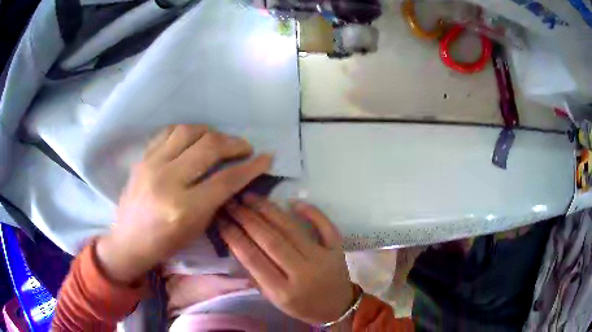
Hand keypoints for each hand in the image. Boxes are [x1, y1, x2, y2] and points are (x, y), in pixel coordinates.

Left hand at [96, 125, 271, 283]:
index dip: (251, 166)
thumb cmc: (165, 244)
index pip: (226, 179)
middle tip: (244, 148)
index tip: (266, 157)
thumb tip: (235, 176)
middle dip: (234, 143)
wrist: (129, 240)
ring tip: (219, 141)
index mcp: (184, 208)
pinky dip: (187, 131)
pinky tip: (194, 139)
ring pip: (189, 131)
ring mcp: (152, 165)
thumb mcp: (197, 229)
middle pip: (209, 147)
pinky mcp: (143, 158)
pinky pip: (169, 132)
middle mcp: (168, 180)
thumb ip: (216, 200)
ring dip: (211, 132)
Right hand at [220, 194, 353, 324]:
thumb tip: (238, 244)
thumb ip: (256, 275)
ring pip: (292, 229)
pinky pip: (325, 226)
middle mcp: (303, 273)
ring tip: (251, 197)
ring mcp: (323, 258)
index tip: (222, 220)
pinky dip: (311, 211)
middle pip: (271, 240)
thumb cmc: (301, 306)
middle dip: (247, 219)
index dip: (235, 237)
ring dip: (269, 210)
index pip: (253, 259)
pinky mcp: (337, 249)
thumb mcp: (274, 299)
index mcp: (283, 291)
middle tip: (232, 203)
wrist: (337, 307)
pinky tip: (293, 201)